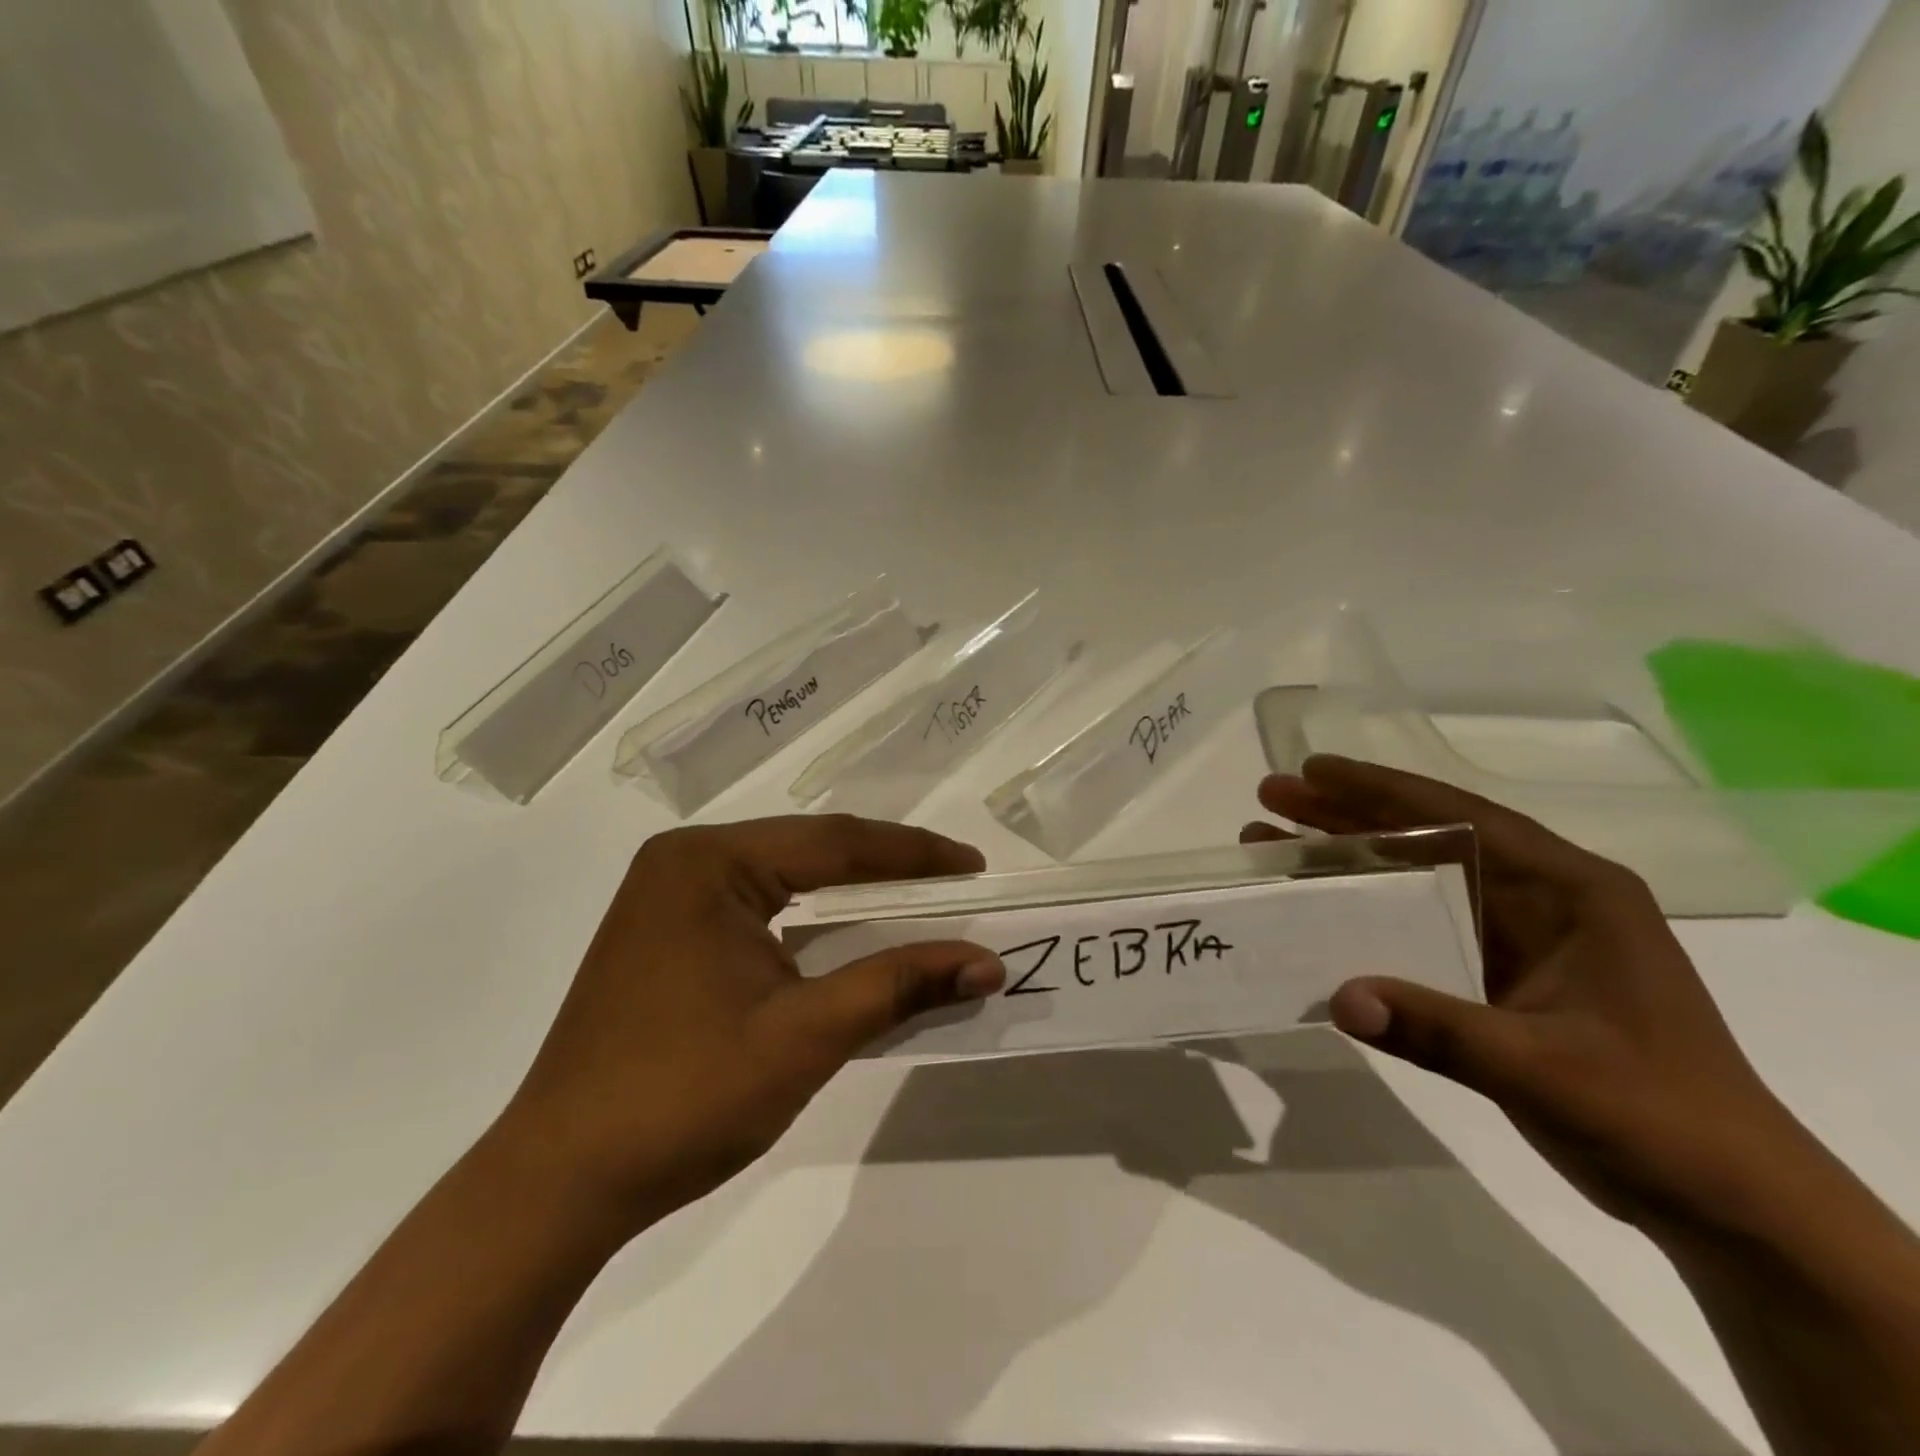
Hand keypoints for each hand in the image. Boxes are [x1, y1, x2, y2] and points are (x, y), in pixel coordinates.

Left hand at [493, 816, 1003, 1232]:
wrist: (560, 1185)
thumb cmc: (684, 1097)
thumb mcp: (806, 1036)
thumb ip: (899, 985)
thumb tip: (987, 963)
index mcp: (709, 862)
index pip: (835, 842)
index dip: (914, 854)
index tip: (975, 866)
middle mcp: (685, 861)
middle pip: (809, 850)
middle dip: (887, 867)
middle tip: (956, 882)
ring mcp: (669, 897)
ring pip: (784, 876)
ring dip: (851, 890)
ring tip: (918, 899)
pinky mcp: (666, 934)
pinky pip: (758, 906)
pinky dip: (812, 918)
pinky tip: (848, 932)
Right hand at [1244, 756, 1815, 1232]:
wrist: (1730, 1204)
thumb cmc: (1658, 1118)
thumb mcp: (1545, 1070)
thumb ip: (1438, 1029)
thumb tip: (1338, 998)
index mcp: (1572, 891)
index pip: (1463, 818)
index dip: (1382, 789)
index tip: (1313, 770)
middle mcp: (1543, 898)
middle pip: (1429, 837)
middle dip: (1346, 814)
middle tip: (1272, 796)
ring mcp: (1521, 937)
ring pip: (1418, 877)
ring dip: (1348, 857)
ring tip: (1273, 841)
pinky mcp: (1500, 975)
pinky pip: (1419, 924)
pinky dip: (1366, 910)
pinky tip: (1319, 909)